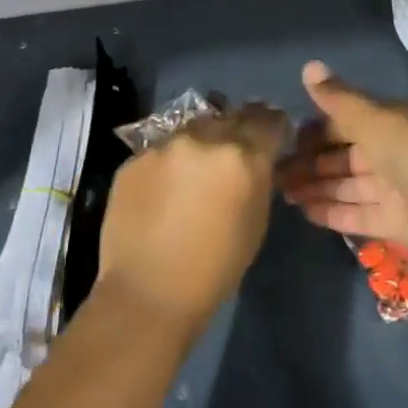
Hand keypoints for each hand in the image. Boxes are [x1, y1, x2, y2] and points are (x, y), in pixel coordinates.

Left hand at [95, 103, 290, 330]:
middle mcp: (204, 138)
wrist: (149, 292)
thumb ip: (258, 178)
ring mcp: (165, 145)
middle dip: (237, 130)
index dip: (272, 126)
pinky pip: (161, 149)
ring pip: (192, 128)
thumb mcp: (256, 220)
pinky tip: (163, 191)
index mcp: (243, 155)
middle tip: (232, 155)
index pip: (268, 119)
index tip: (271, 137)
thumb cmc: (216, 267)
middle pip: (230, 116)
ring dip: (200, 143)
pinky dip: (169, 163)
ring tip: (194, 172)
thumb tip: (258, 160)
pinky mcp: (135, 158)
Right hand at [276, 62, 407, 262]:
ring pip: (346, 185)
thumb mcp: (375, 119)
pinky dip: (331, 212)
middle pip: (343, 155)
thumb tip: (308, 65)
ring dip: (315, 187)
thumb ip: (338, 99)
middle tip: (274, 172)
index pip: (347, 121)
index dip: (316, 129)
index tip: (286, 138)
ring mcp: (394, 189)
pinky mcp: (393, 222)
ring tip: (280, 192)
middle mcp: (392, 152)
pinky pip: (356, 214)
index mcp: (392, 121)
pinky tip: (302, 211)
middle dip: (310, 162)